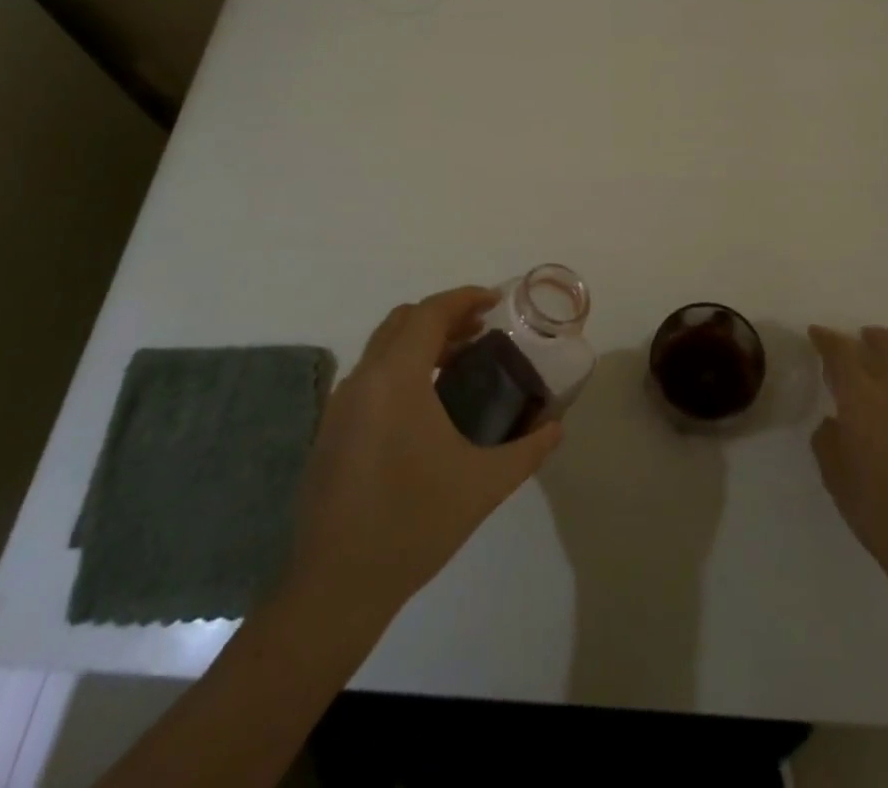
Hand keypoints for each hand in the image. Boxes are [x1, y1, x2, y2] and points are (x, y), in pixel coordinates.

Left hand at [290, 287, 563, 623]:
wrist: (337, 588)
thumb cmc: (415, 524)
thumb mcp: (483, 485)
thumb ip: (528, 450)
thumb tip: (556, 427)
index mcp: (396, 378)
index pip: (430, 313)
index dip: (464, 298)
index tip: (496, 302)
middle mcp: (363, 379)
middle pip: (403, 321)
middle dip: (444, 316)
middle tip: (482, 330)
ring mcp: (340, 405)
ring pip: (383, 347)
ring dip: (420, 341)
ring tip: (460, 361)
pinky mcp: (331, 430)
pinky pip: (370, 376)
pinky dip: (400, 367)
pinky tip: (425, 404)